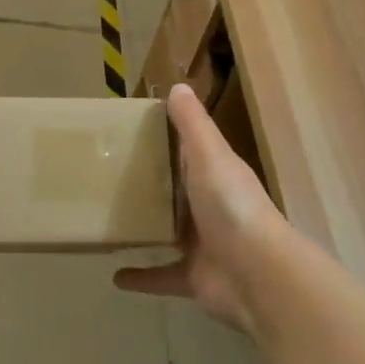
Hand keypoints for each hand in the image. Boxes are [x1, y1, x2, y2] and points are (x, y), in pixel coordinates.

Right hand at [114, 84, 285, 333]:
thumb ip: (192, 123)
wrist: (257, 274)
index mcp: (215, 174)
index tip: (129, 131)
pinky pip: (160, 275)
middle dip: (150, 184)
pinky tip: (113, 276)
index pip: (189, 151)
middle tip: (107, 174)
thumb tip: (178, 86)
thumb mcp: (209, 154)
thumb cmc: (231, 204)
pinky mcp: (192, 277)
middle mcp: (209, 207)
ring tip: (107, 219)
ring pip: (167, 231)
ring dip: (145, 227)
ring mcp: (202, 244)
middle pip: (175, 191)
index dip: (164, 140)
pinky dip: (140, 277)